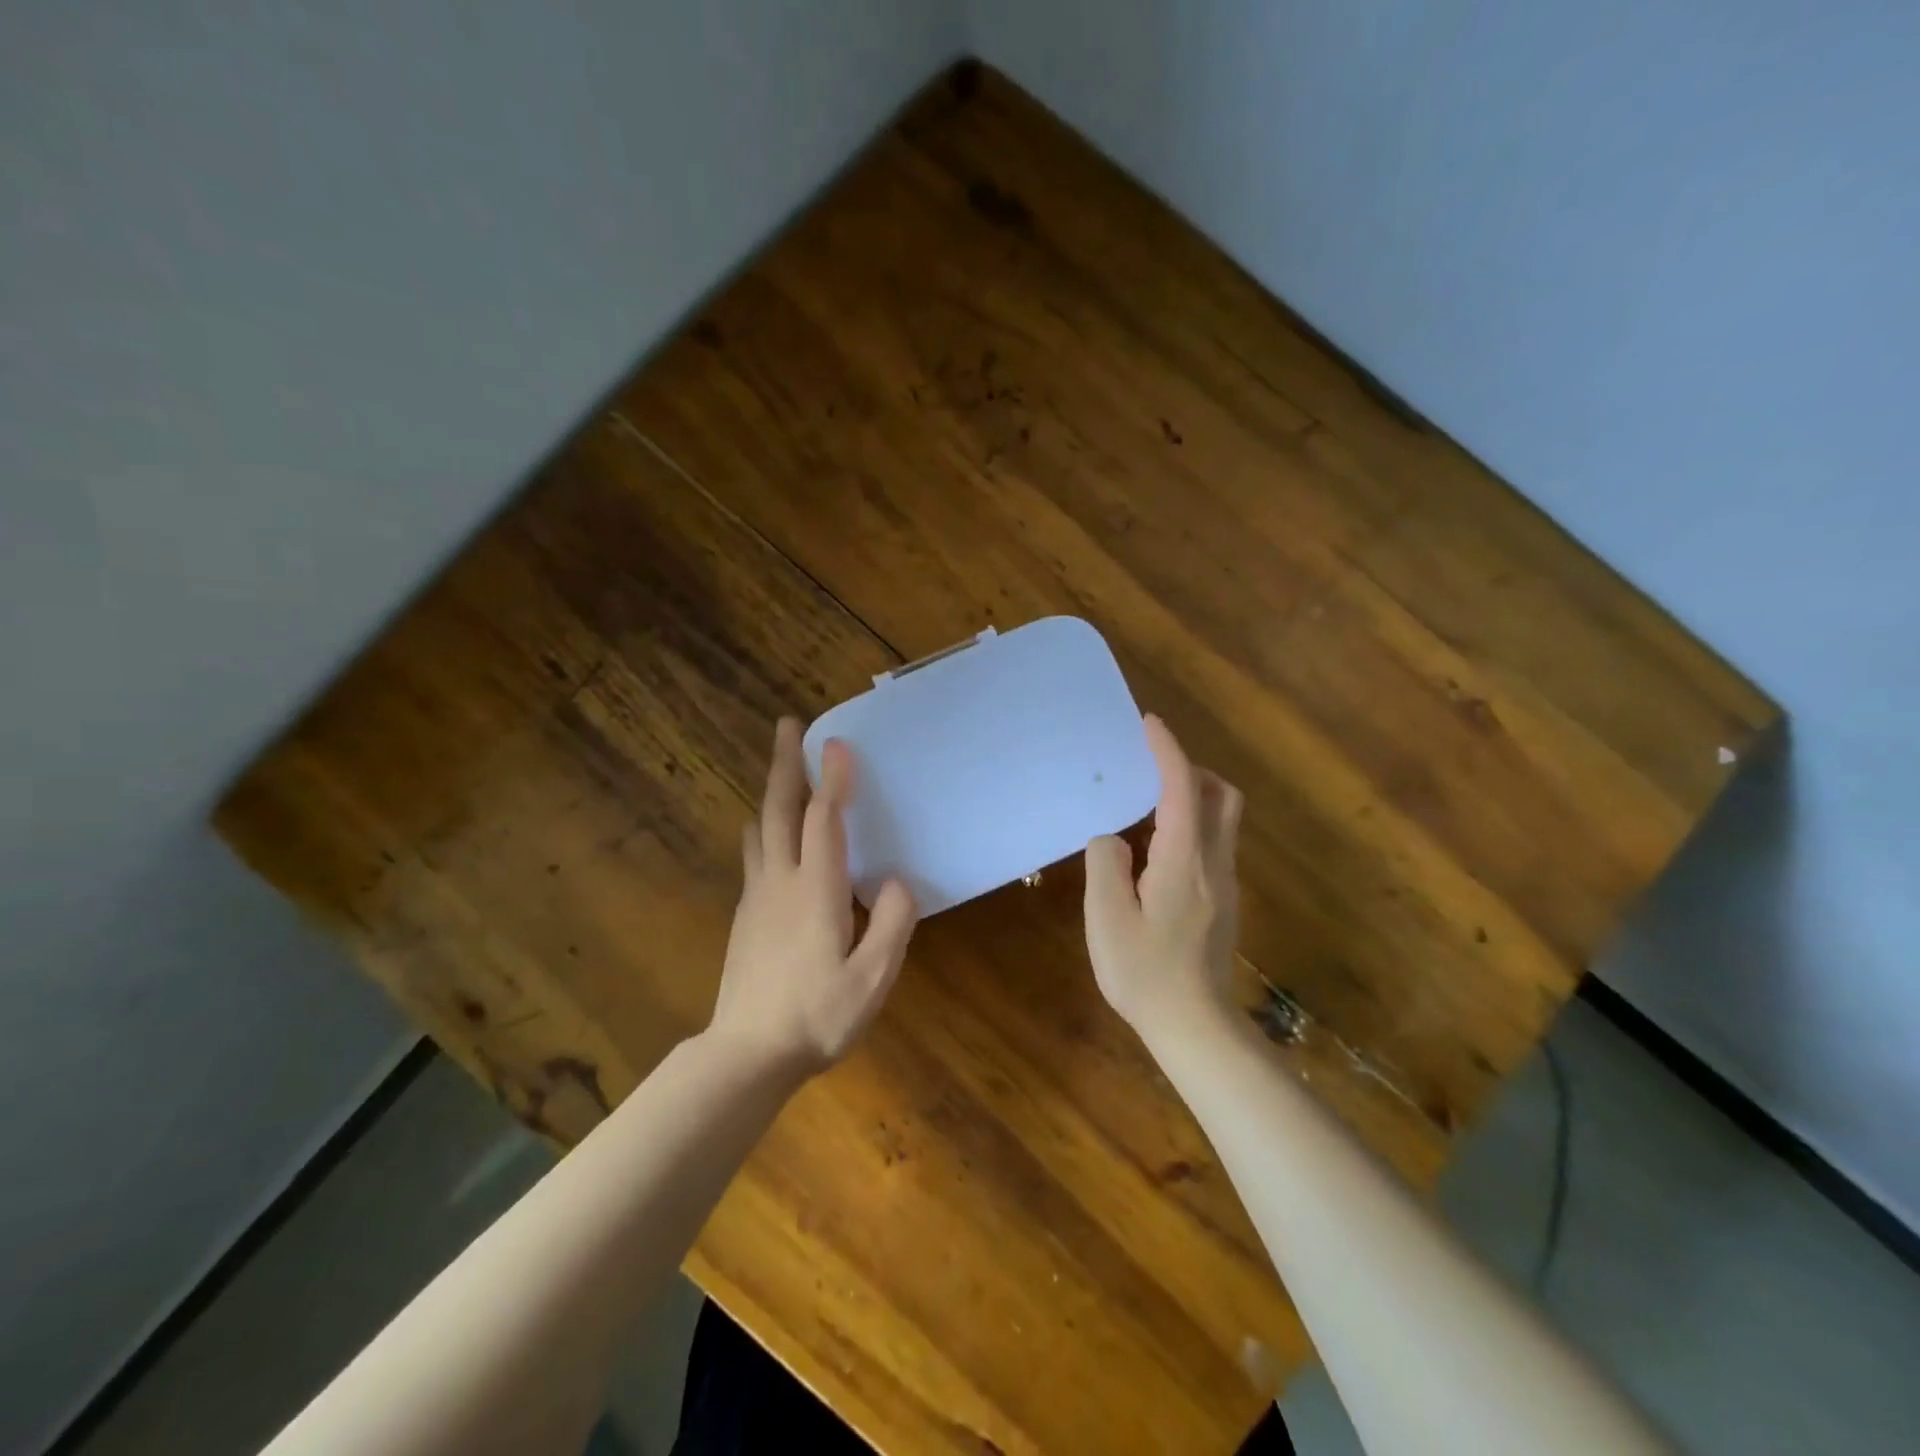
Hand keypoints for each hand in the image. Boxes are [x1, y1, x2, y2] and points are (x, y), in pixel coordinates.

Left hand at [711, 717, 918, 1076]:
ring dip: (771, 793)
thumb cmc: (817, 1017)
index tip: (837, 742)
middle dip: (784, 764)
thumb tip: (896, 881)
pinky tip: (769, 835)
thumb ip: (892, 924)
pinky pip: (754, 855)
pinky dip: (764, 828)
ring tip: (781, 771)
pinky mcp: (746, 917)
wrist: (747, 1056)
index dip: (832, 779)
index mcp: (816, 890)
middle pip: (779, 810)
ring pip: (760, 829)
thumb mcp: (872, 979)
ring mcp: (757, 898)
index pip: (823, 820)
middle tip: (787, 726)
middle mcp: (781, 881)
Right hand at [1084, 714, 1243, 1033]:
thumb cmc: (1145, 972)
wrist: (1195, 1026)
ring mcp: (1224, 884)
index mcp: (1183, 859)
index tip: (1150, 723)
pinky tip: (1157, 852)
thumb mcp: (1107, 917)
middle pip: (1221, 797)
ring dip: (1194, 798)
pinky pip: (1213, 845)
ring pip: (1222, 821)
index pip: (1182, 788)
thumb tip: (1114, 839)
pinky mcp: (1222, 903)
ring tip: (1148, 806)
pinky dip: (1191, 826)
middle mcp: (1213, 863)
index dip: (1168, 750)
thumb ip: (1106, 864)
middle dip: (1192, 770)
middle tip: (1153, 769)